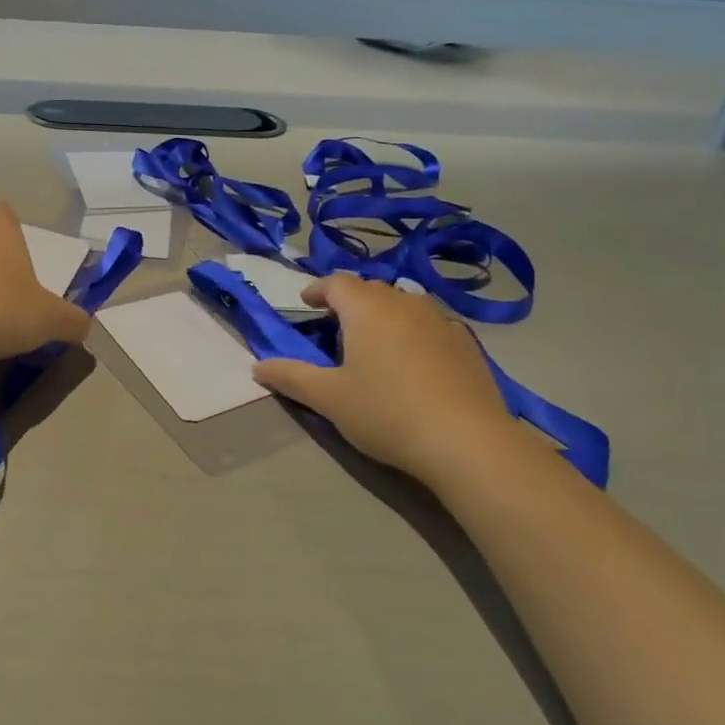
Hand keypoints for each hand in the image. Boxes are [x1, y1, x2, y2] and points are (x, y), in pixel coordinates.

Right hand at [252, 275, 533, 482]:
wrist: (467, 441)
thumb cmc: (387, 412)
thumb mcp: (329, 399)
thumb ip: (291, 377)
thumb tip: (257, 366)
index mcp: (367, 308)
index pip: (336, 283)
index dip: (318, 289)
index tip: (306, 303)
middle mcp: (405, 302)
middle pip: (371, 290)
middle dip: (349, 302)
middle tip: (335, 327)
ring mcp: (441, 320)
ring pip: (403, 305)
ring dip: (383, 315)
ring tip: (373, 343)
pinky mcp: (466, 343)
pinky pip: (429, 325)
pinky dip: (412, 333)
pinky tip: (412, 363)